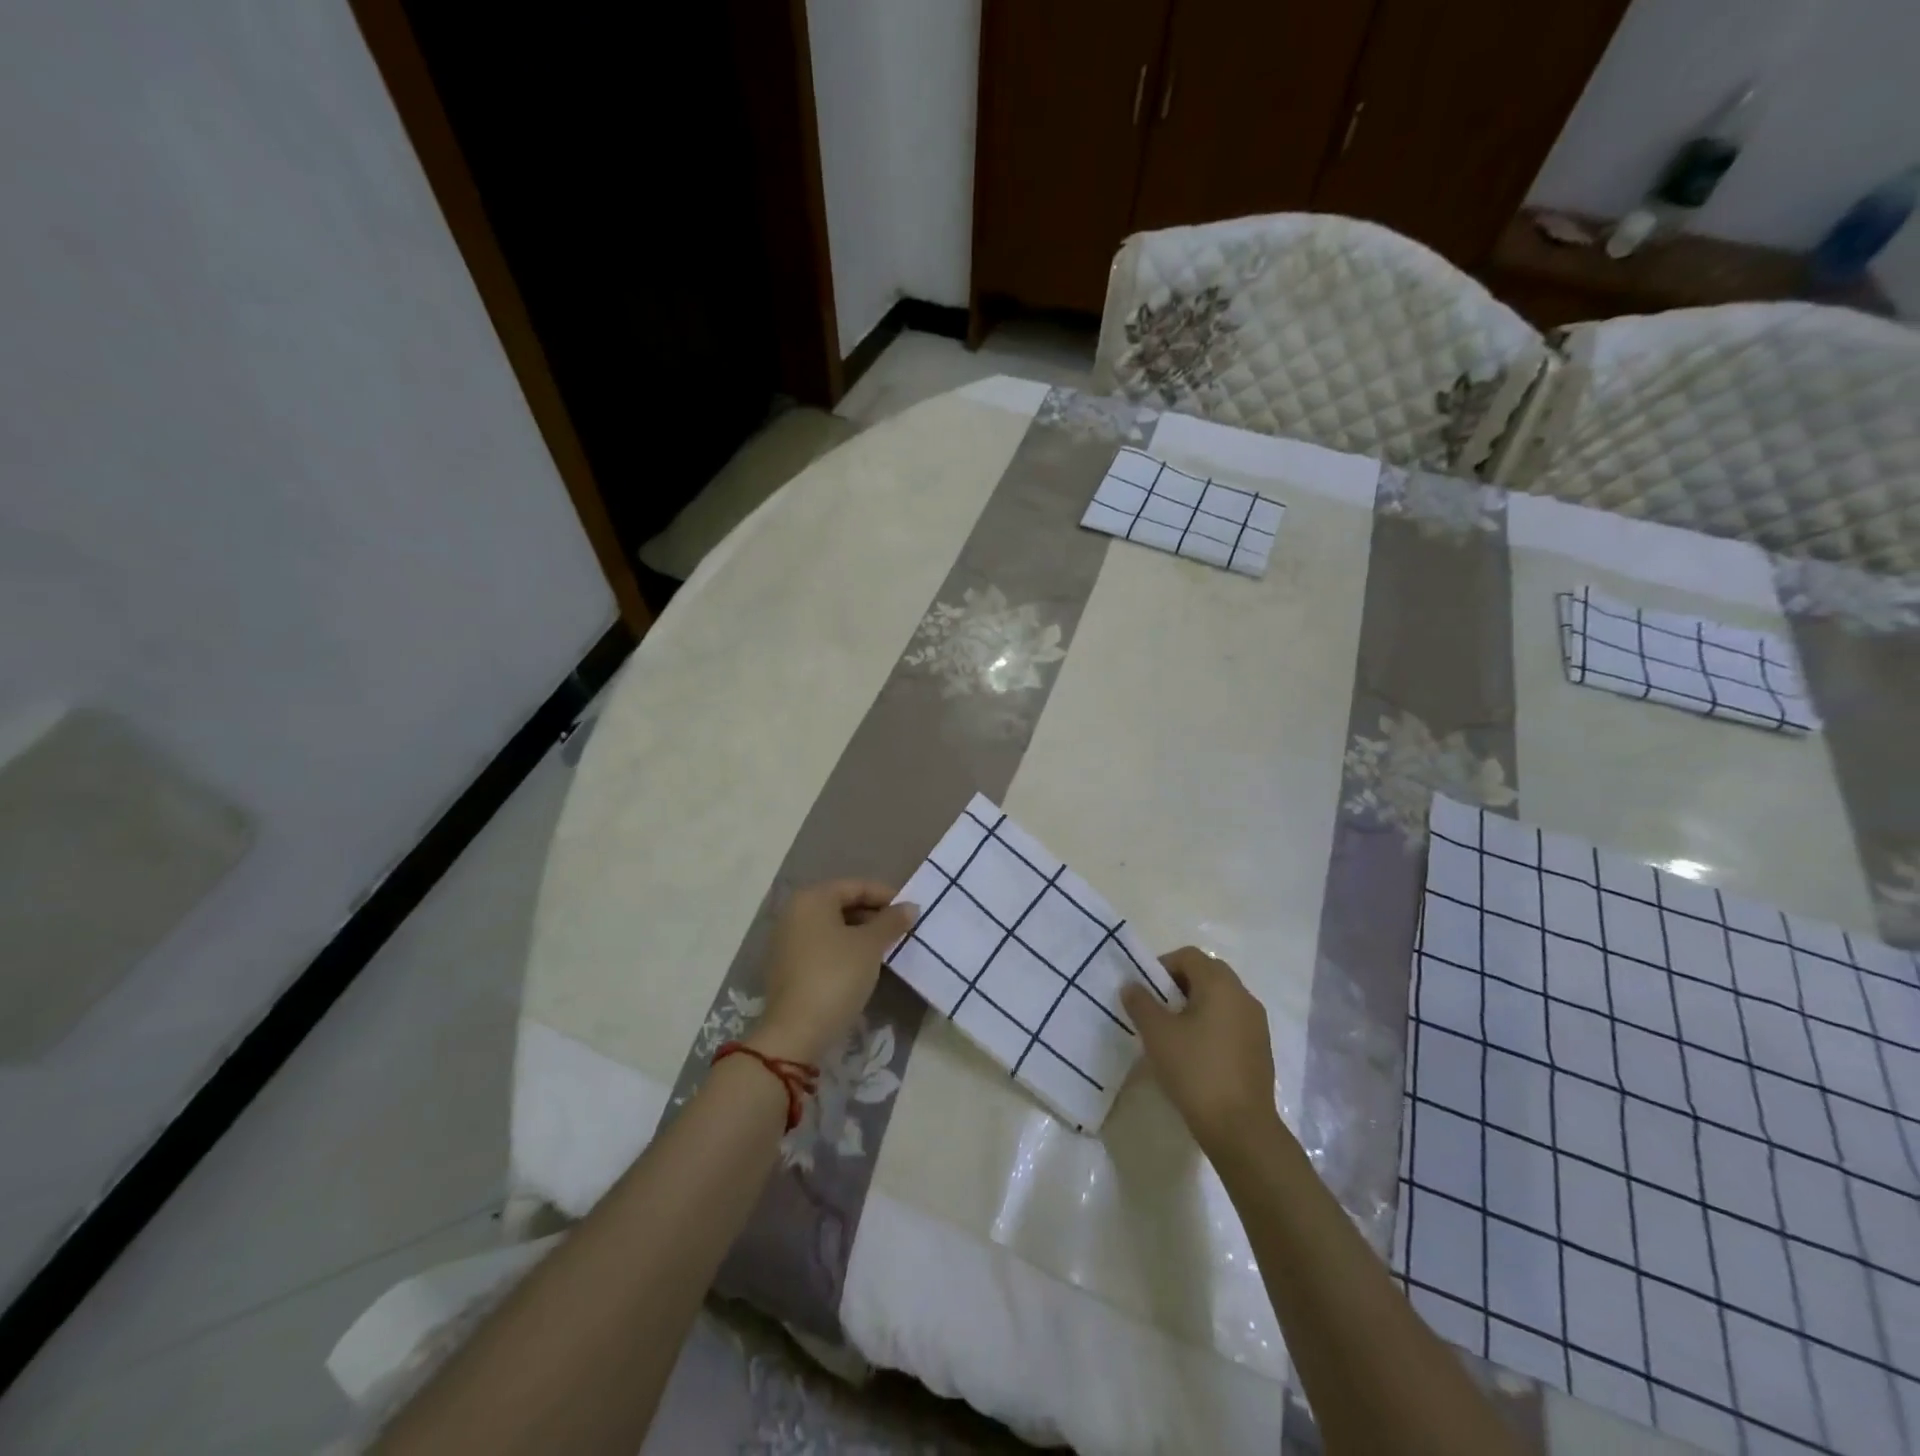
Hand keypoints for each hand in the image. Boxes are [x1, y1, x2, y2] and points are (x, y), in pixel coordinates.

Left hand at [751, 881, 917, 1065]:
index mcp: (812, 898)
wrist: (797, 1031)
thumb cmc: (836, 976)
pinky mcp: (788, 965)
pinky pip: (822, 945)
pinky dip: (844, 948)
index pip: (856, 887)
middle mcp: (795, 912)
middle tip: (901, 930)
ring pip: (833, 926)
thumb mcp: (870, 946)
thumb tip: (910, 907)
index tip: (910, 912)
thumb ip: (891, 921)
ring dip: (861, 933)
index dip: (886, 896)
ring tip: (887, 947)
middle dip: (874, 915)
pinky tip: (864, 964)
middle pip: (842, 904)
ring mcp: (788, 940)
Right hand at [1121, 947, 1277, 1155]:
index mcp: (1220, 984)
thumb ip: (1140, 1003)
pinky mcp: (1261, 1048)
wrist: (1241, 1128)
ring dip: (1195, 1005)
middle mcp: (1243, 996)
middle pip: (1207, 974)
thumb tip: (1132, 985)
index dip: (1162, 966)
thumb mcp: (1157, 1034)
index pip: (1188, 956)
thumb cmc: (1195, 1071)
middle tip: (1157, 1009)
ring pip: (1220, 999)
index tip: (1145, 992)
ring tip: (1173, 1033)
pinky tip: (1195, 1054)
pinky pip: (1231, 1021)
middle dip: (1178, 985)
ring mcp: (1256, 1023)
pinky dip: (1211, 1025)